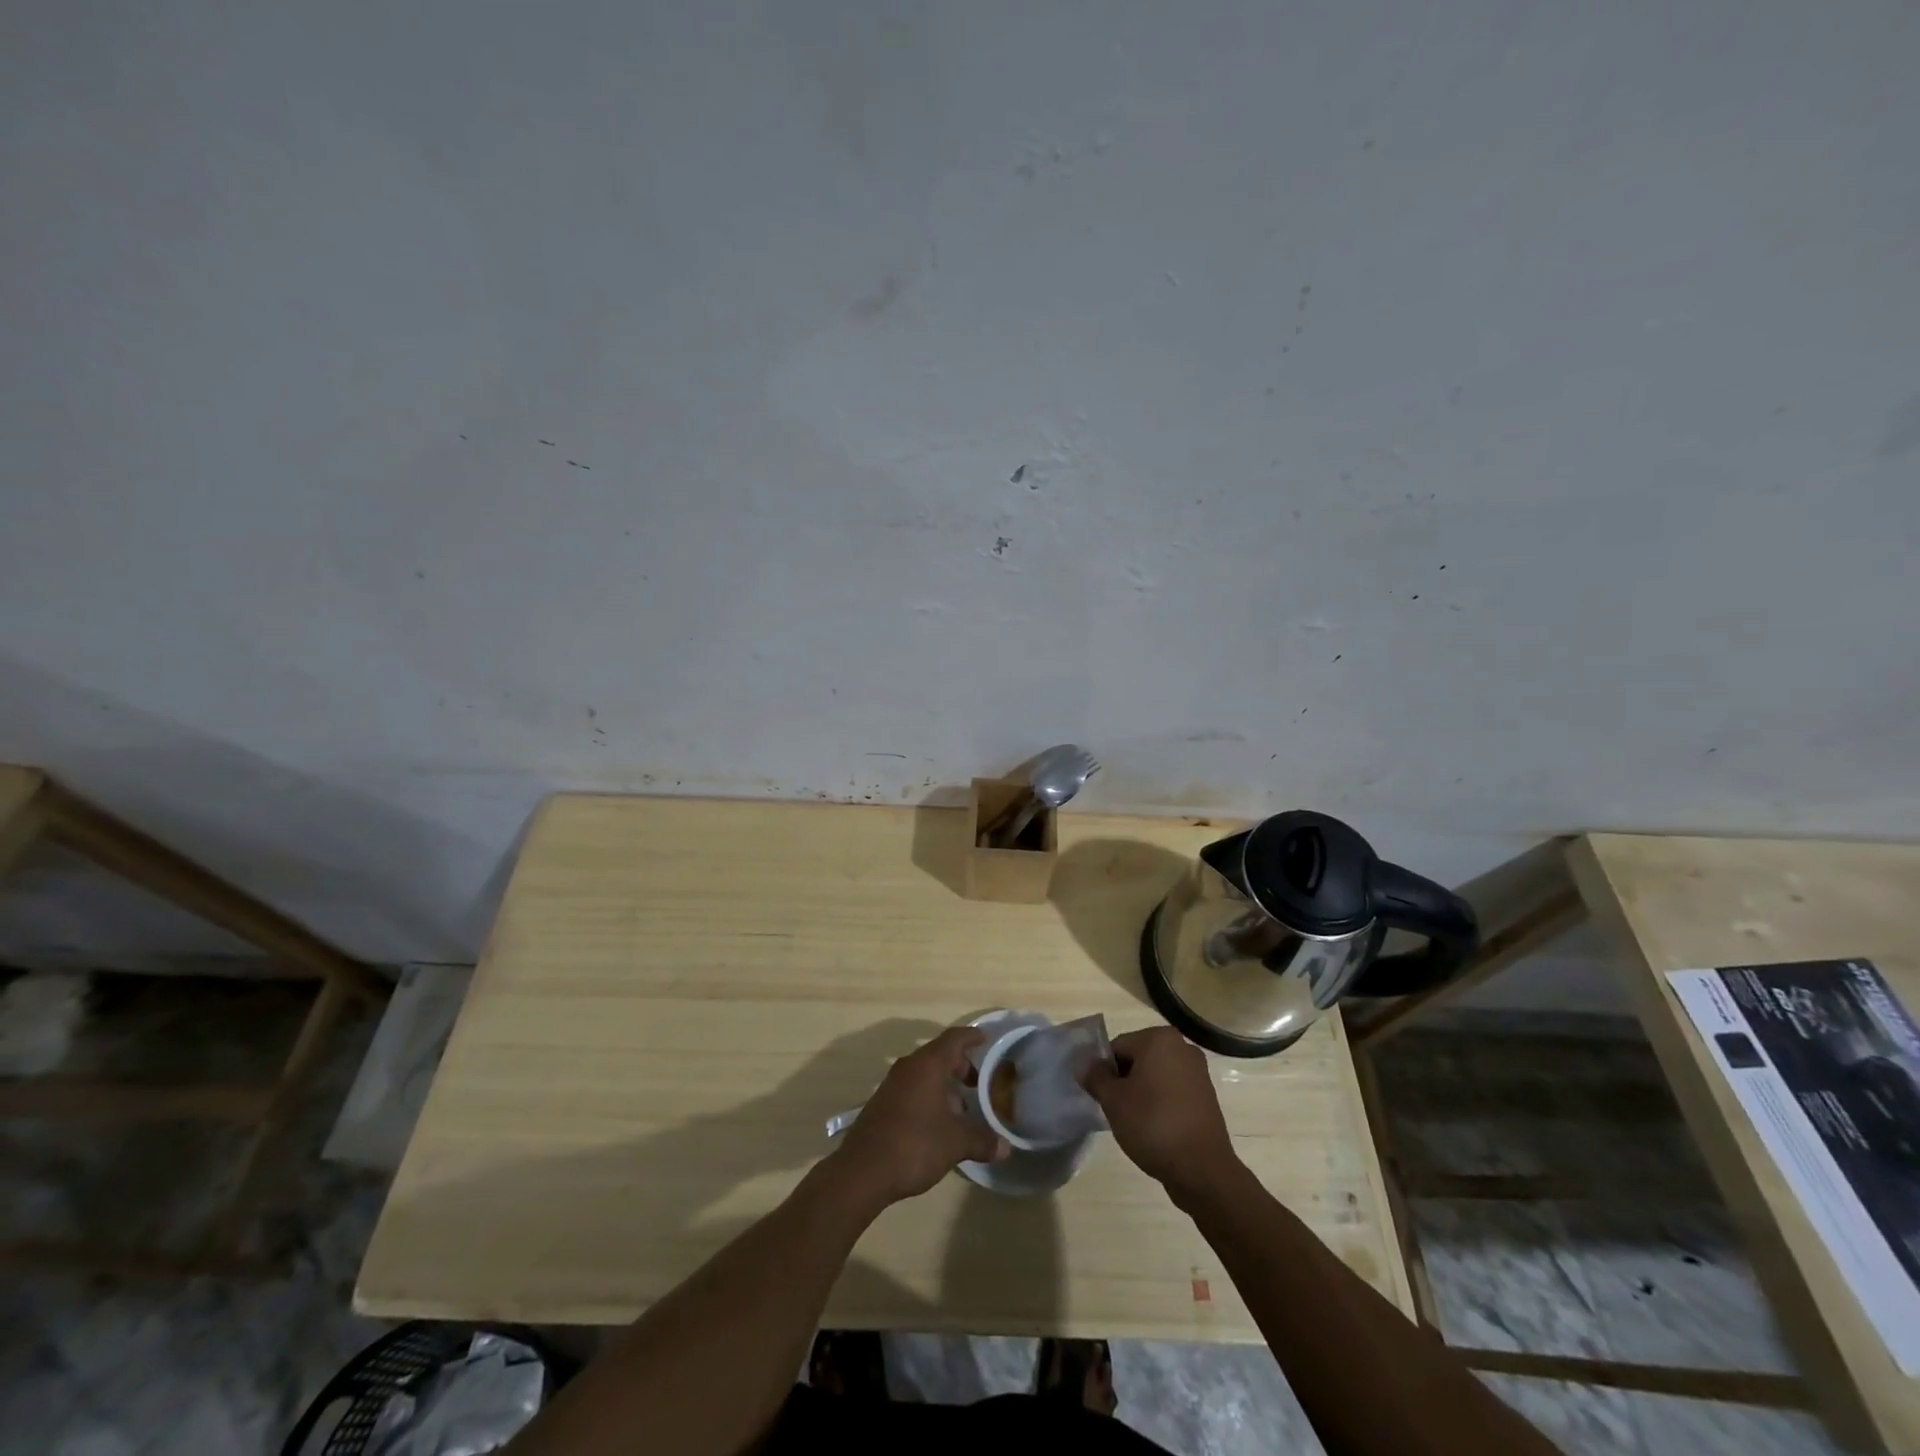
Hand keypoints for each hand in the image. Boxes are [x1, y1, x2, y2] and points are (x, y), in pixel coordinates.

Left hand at [828, 1026, 1007, 1209]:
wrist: (862, 1171)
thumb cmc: (914, 1145)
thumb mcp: (955, 1143)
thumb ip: (982, 1140)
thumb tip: (1005, 1147)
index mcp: (928, 1065)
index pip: (953, 1038)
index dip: (970, 1037)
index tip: (985, 1039)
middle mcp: (908, 1067)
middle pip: (938, 1054)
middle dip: (959, 1065)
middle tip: (976, 1083)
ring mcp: (892, 1085)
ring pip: (924, 1074)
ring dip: (943, 1085)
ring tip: (960, 1110)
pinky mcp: (882, 1104)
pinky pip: (912, 1089)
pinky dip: (928, 1097)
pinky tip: (937, 1124)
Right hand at [1083, 1026, 1238, 1198]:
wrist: (1202, 1170)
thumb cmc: (1153, 1125)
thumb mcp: (1113, 1100)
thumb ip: (1095, 1077)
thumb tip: (1085, 1066)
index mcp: (1159, 1039)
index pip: (1118, 1047)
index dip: (1105, 1072)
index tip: (1103, 1097)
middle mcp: (1182, 1047)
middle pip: (1138, 1059)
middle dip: (1124, 1081)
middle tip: (1117, 1110)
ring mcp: (1198, 1072)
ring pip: (1155, 1076)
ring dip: (1142, 1093)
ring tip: (1136, 1122)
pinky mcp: (1206, 1097)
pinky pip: (1173, 1092)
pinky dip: (1160, 1104)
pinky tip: (1155, 1128)